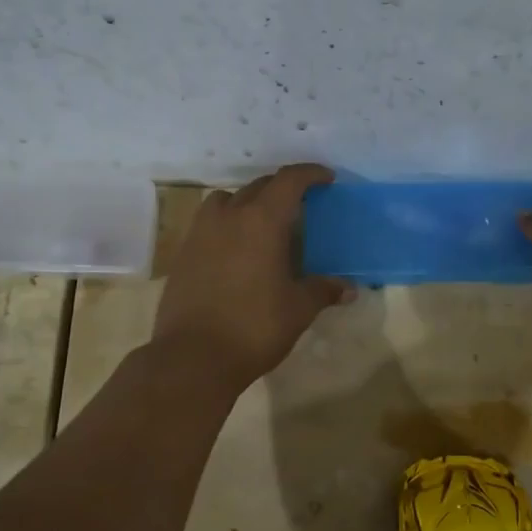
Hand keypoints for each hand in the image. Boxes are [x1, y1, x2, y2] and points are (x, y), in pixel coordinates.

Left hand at [151, 164, 352, 389]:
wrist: (192, 357)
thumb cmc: (254, 327)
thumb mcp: (298, 309)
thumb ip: (322, 290)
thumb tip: (348, 288)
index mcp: (262, 221)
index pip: (289, 180)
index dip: (310, 173)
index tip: (326, 178)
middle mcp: (229, 216)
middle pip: (258, 186)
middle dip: (282, 188)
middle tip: (301, 204)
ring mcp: (200, 233)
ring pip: (226, 200)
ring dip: (247, 202)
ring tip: (262, 223)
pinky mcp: (183, 253)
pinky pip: (208, 223)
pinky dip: (227, 224)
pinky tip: (237, 250)